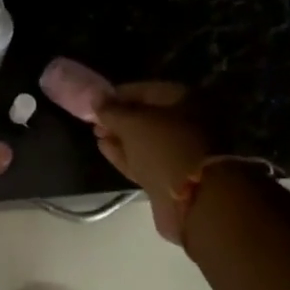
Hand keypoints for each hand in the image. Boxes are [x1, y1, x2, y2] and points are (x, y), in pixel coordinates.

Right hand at [95, 82, 214, 241]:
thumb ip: (110, 110)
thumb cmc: (165, 148)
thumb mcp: (132, 123)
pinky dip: (126, 154)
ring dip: (121, 138)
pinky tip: (105, 149)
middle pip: (148, 117)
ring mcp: (183, 150)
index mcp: (187, 100)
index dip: (118, 96)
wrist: (195, 199)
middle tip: (95, 123)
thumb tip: (95, 97)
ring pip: (146, 140)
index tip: (95, 103)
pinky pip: (147, 159)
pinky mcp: (174, 175)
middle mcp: (189, 122)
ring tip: (97, 136)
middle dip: (119, 120)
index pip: (146, 90)